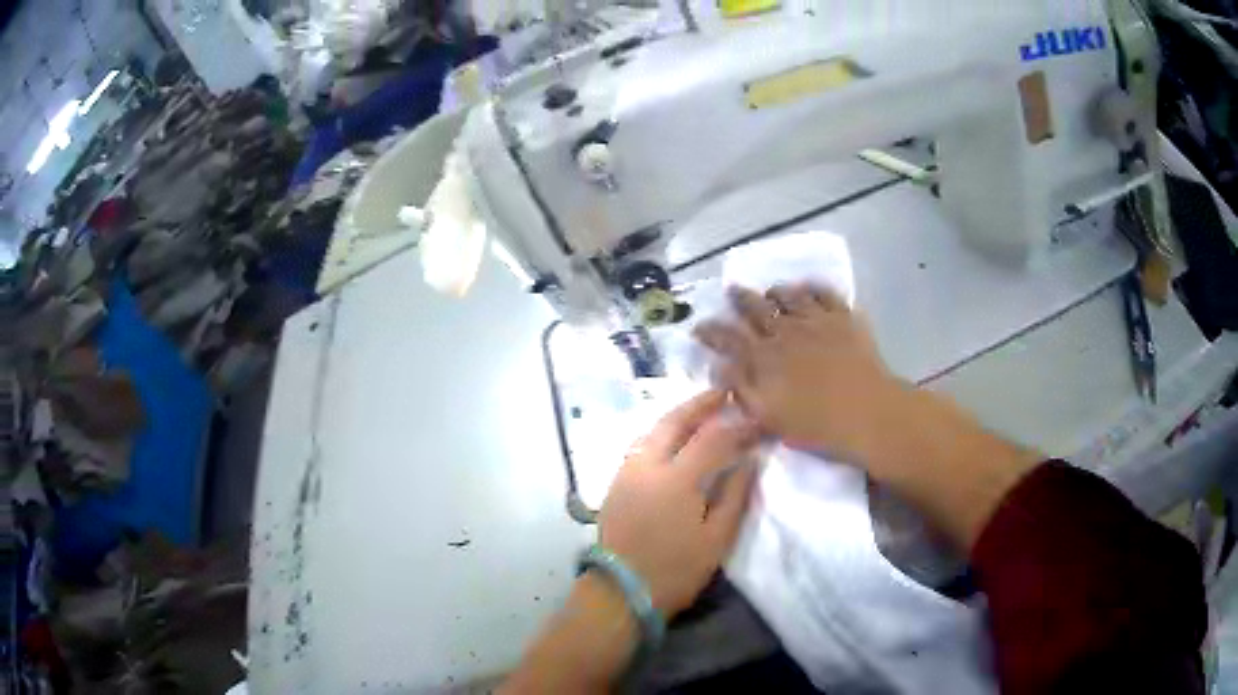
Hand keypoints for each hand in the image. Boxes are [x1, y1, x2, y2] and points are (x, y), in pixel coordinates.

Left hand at [599, 390, 759, 616]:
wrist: (620, 591)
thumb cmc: (674, 570)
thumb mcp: (716, 539)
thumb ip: (735, 496)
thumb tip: (750, 462)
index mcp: (676, 479)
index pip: (713, 438)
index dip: (738, 426)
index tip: (759, 421)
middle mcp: (647, 465)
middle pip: (674, 421)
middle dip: (700, 404)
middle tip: (723, 393)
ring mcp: (626, 472)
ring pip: (652, 430)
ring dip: (678, 415)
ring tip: (701, 412)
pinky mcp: (615, 483)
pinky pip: (641, 445)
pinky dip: (661, 432)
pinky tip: (674, 438)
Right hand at [694, 284, 907, 469]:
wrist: (867, 413)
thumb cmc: (816, 425)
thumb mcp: (768, 417)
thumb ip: (741, 390)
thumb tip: (719, 368)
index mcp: (763, 358)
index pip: (727, 338)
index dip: (710, 330)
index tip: (698, 326)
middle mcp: (785, 332)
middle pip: (756, 308)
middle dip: (740, 298)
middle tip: (732, 291)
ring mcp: (815, 320)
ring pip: (790, 295)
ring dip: (776, 292)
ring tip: (772, 291)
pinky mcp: (843, 318)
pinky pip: (825, 293)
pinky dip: (814, 288)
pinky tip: (810, 289)